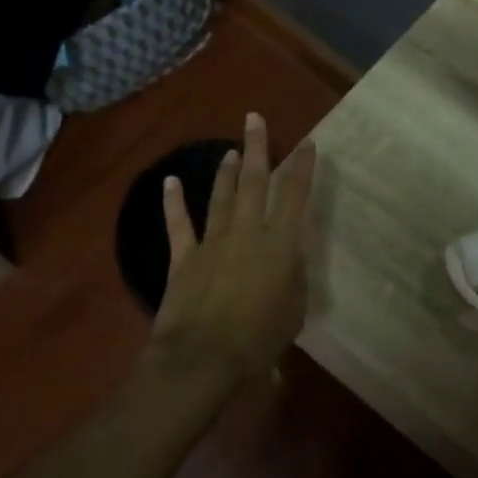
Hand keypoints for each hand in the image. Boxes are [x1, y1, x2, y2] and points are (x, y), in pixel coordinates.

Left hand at [152, 113, 315, 385]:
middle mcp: (248, 232)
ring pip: (221, 197)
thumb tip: (290, 256)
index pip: (295, 195)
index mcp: (280, 244)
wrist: (204, 358)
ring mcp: (213, 241)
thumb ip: (294, 276)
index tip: (307, 143)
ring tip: (232, 151)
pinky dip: (174, 202)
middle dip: (257, 148)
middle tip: (255, 120)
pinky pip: (178, 224)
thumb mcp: (295, 309)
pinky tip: (170, 182)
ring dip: (227, 172)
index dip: (302, 166)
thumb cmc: (260, 338)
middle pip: (254, 182)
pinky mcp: (184, 258)